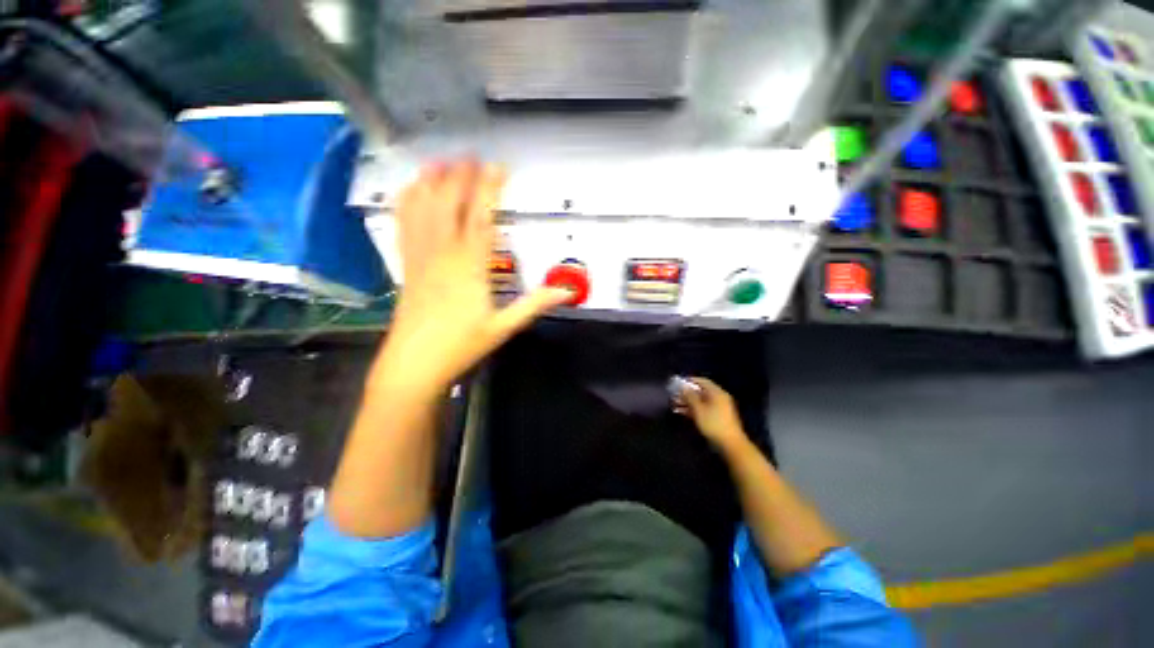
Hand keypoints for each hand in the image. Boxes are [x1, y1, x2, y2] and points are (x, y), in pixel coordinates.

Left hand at [368, 160, 570, 394]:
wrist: (415, 363)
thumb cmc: (461, 345)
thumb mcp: (504, 326)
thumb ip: (535, 304)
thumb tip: (567, 292)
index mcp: (470, 266)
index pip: (481, 216)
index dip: (490, 188)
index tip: (498, 167)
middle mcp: (443, 253)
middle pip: (450, 203)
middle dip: (462, 176)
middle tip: (473, 156)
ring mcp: (420, 256)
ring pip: (423, 208)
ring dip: (433, 181)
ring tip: (442, 161)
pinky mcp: (406, 264)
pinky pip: (404, 224)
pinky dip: (407, 201)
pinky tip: (411, 189)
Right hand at [674, 377, 749, 453]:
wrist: (730, 445)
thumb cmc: (713, 424)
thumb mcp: (699, 409)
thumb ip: (690, 396)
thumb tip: (683, 387)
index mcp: (717, 393)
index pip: (702, 381)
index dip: (689, 380)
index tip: (677, 383)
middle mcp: (719, 398)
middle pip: (701, 391)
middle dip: (687, 393)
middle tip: (674, 395)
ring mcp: (719, 408)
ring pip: (701, 401)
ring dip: (688, 402)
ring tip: (674, 404)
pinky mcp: (717, 418)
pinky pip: (703, 409)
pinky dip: (693, 409)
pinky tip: (682, 412)